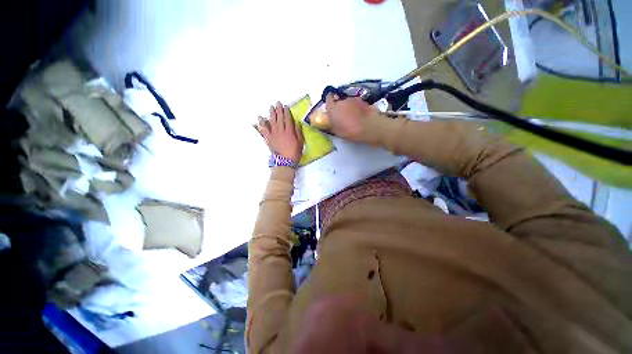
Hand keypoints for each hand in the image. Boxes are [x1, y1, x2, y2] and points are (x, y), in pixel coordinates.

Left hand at [257, 101, 303, 161]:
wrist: (285, 161)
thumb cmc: (294, 152)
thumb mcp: (300, 142)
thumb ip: (298, 131)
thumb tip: (296, 122)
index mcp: (289, 131)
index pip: (288, 119)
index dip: (287, 112)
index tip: (285, 106)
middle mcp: (281, 131)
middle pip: (280, 118)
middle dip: (279, 110)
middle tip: (277, 103)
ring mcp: (274, 134)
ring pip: (272, 121)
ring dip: (271, 113)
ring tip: (271, 107)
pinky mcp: (268, 138)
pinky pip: (264, 129)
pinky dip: (262, 123)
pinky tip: (260, 118)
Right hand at [325, 93, 378, 142]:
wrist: (369, 126)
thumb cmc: (350, 131)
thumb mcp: (337, 131)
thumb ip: (331, 123)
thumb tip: (329, 120)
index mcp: (333, 108)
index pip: (328, 98)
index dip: (329, 101)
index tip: (330, 107)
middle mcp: (341, 101)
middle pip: (338, 101)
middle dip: (339, 107)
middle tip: (342, 116)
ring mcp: (352, 99)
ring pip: (347, 102)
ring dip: (348, 107)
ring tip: (352, 117)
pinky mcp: (362, 100)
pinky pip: (355, 103)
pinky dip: (356, 107)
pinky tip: (360, 115)